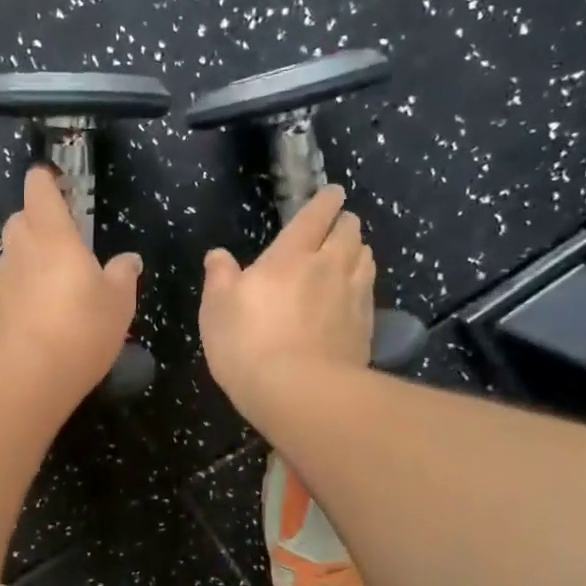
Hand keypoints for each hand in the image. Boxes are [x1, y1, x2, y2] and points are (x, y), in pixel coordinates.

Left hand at [0, 165, 141, 405]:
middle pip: (20, 219)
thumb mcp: (118, 303)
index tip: (59, 184)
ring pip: (12, 255)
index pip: (39, 189)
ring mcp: (0, 280)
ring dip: (29, 259)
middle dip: (37, 221)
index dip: (47, 181)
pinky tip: (38, 316)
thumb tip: (128, 260)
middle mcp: (21, 250)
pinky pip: (7, 287)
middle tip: (63, 242)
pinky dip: (21, 290)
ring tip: (54, 285)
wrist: (24, 377)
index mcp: (53, 236)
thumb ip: (122, 276)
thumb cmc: (80, 329)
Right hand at [198, 185, 373, 411]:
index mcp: (291, 255)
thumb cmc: (248, 344)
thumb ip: (220, 276)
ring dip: (357, 251)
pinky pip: (368, 291)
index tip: (332, 193)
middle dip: (344, 223)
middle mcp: (329, 266)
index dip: (325, 200)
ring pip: (366, 258)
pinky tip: (352, 296)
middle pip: (350, 231)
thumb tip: (218, 255)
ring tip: (347, 256)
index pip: (316, 214)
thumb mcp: (216, 309)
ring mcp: (353, 296)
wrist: (299, 392)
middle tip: (334, 228)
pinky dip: (362, 284)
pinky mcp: (366, 326)